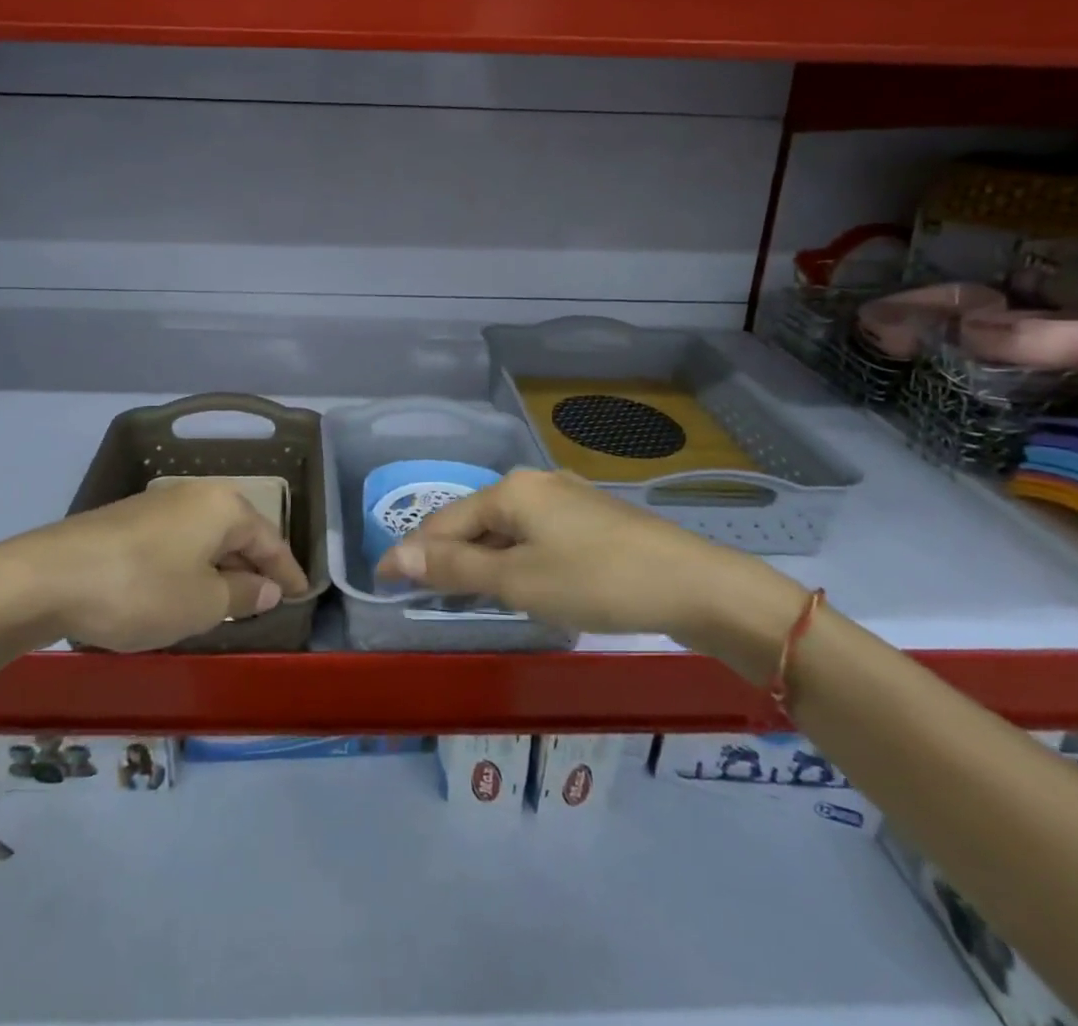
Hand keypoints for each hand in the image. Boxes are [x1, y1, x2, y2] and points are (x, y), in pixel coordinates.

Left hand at [0, 480, 310, 651]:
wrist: (49, 577)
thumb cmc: (142, 589)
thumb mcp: (203, 603)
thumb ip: (244, 594)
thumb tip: (268, 587)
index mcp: (223, 507)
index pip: (270, 540)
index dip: (288, 571)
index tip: (303, 596)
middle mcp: (195, 495)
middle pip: (238, 533)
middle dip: (255, 567)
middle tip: (269, 601)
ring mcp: (159, 504)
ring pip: (206, 537)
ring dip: (221, 568)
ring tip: (230, 602)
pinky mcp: (129, 520)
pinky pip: (179, 542)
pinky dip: (192, 566)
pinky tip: (184, 591)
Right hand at [374, 469, 801, 656]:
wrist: (694, 585)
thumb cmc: (596, 581)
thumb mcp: (518, 580)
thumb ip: (455, 566)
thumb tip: (397, 556)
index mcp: (511, 489)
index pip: (444, 521)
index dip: (412, 552)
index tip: (383, 582)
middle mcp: (535, 483)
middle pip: (474, 520)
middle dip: (446, 554)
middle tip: (420, 592)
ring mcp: (567, 499)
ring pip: (506, 529)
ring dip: (481, 559)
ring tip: (461, 592)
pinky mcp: (591, 520)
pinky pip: (534, 536)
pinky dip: (514, 559)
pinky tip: (518, 582)